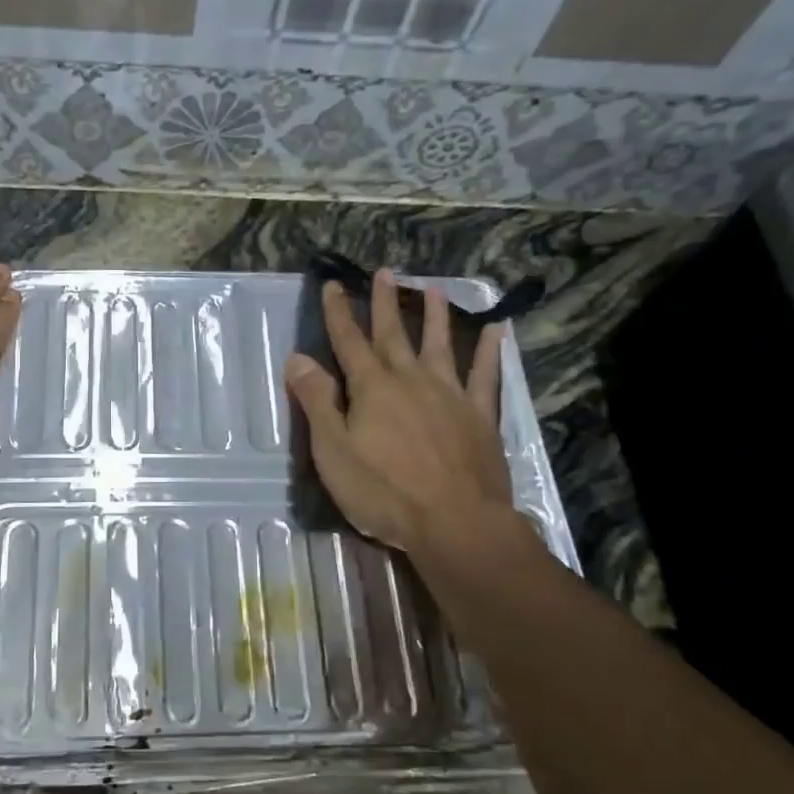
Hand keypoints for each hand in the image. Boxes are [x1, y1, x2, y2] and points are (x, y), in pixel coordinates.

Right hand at [285, 268, 522, 556]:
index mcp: (371, 388)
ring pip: (440, 345)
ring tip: (434, 289)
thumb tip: (297, 358)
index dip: (338, 313)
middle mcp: (410, 380)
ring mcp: (450, 395)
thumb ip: (316, 402)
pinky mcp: (479, 416)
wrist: (455, 522)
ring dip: (435, 316)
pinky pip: (486, 376)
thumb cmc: (383, 491)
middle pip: (393, 334)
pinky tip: (497, 331)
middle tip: (385, 272)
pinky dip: (490, 352)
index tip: (333, 285)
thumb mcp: (333, 451)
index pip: (348, 342)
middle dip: (384, 303)